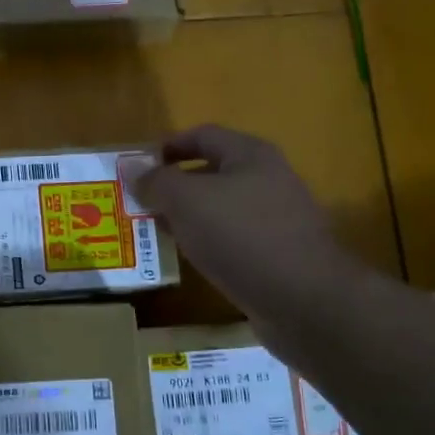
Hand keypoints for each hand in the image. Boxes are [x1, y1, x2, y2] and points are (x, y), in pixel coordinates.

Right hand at [131, 125, 353, 316]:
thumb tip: (131, 167)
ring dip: (187, 216)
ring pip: (220, 208)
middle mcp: (267, 180)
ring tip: (155, 231)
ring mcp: (275, 218)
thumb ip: (157, 182)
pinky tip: (189, 258)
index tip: (136, 167)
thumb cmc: (241, 235)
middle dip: (173, 185)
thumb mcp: (187, 201)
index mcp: (249, 155)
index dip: (167, 146)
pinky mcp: (276, 253)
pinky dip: (206, 242)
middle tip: (139, 203)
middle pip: (211, 172)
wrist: (303, 299)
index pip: (202, 135)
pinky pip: (232, 238)